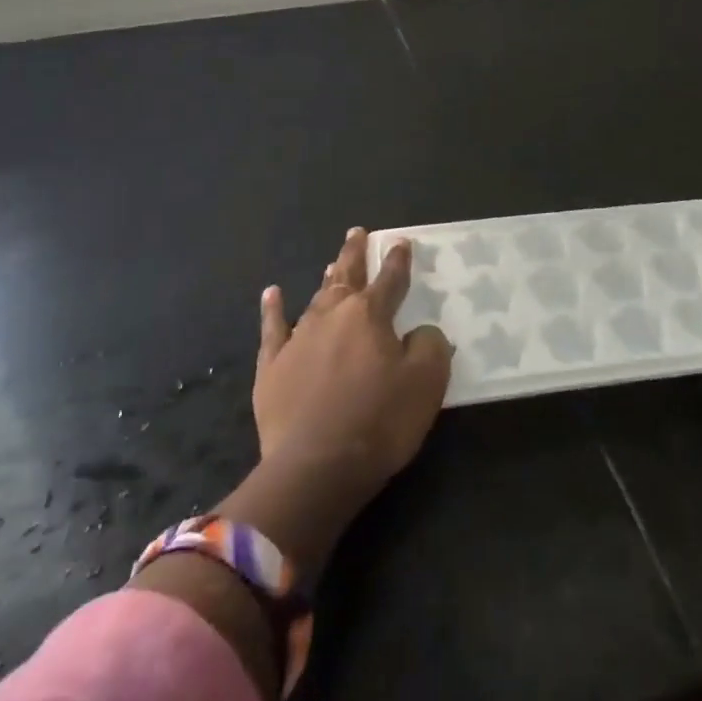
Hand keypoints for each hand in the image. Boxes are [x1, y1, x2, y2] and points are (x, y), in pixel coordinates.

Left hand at [226, 228, 452, 566]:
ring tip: (332, 262)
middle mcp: (333, 315)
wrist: (314, 467)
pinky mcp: (272, 366)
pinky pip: (273, 329)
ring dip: (327, 278)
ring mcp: (298, 338)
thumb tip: (420, 333)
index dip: (398, 260)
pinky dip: (273, 309)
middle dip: (354, 253)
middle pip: (347, 276)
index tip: (401, 242)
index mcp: (371, 315)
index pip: (390, 279)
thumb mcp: (426, 383)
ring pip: (316, 298)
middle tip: (358, 232)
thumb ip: (430, 346)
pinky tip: (272, 294)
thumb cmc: (379, 421)